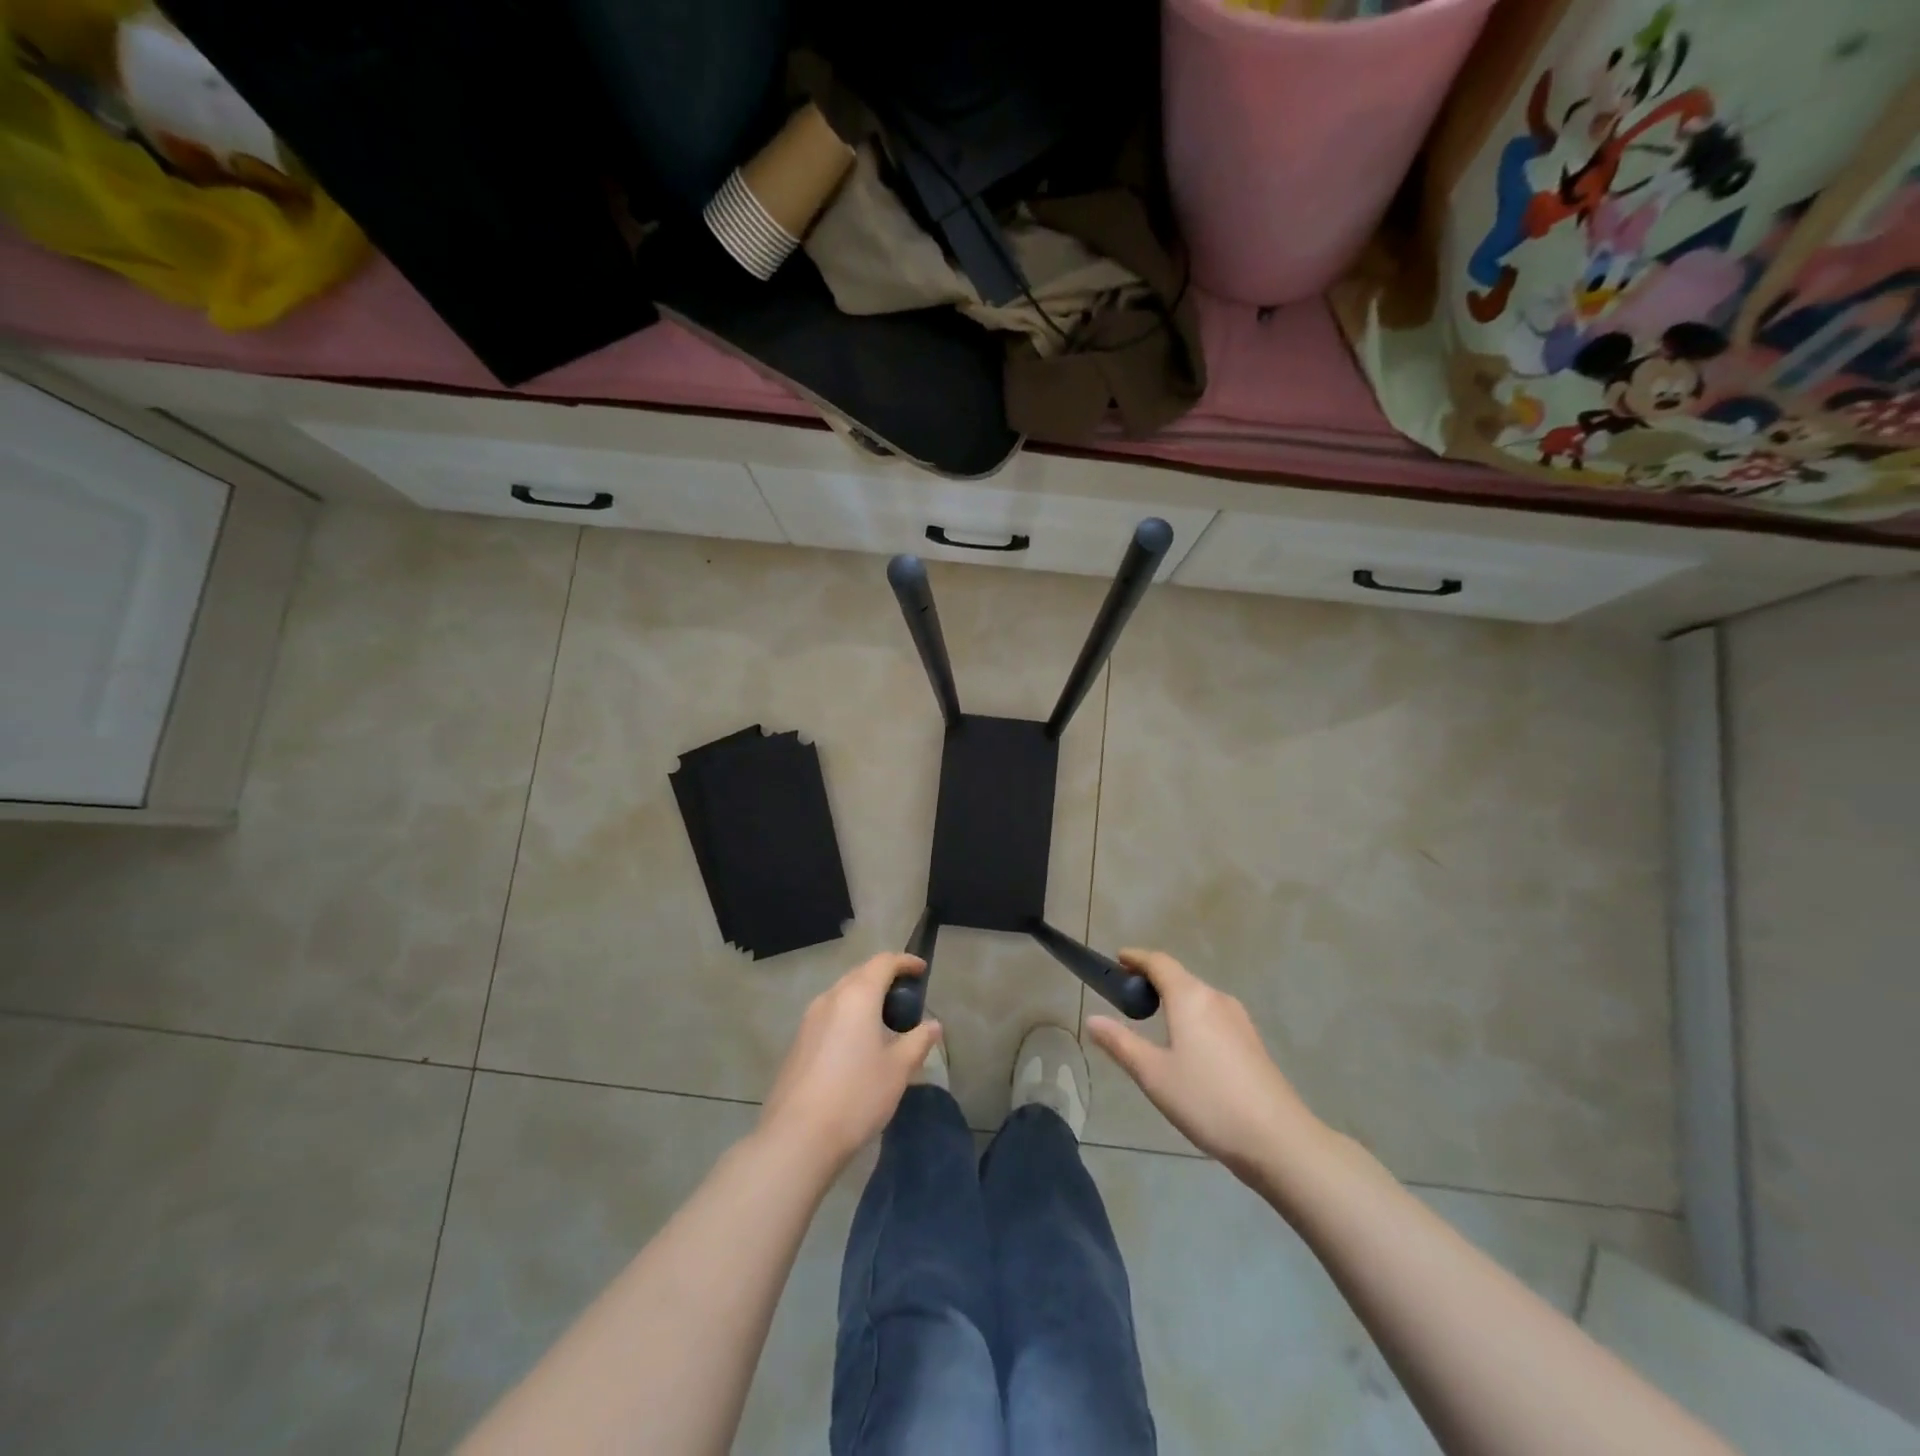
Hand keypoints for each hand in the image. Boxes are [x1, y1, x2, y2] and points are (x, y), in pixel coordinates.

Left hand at [759, 953, 941, 1169]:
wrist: (798, 1136)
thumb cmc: (857, 1095)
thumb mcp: (898, 1069)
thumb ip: (918, 1041)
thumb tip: (933, 1025)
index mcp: (857, 996)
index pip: (883, 962)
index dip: (905, 961)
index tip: (921, 970)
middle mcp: (830, 998)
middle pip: (860, 974)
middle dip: (884, 978)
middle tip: (906, 997)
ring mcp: (809, 1019)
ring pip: (842, 995)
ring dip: (864, 998)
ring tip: (884, 1022)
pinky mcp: (798, 1042)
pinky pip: (829, 1015)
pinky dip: (848, 1017)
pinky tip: (858, 1045)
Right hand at [1087, 950, 1326, 1186]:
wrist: (1278, 1139)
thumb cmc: (1207, 1101)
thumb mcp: (1154, 1075)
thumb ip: (1121, 1043)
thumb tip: (1092, 1019)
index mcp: (1190, 997)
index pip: (1159, 962)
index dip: (1136, 958)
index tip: (1117, 959)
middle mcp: (1216, 998)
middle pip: (1180, 977)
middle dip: (1153, 979)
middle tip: (1128, 994)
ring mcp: (1239, 1020)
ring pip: (1198, 997)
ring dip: (1174, 999)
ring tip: (1153, 1019)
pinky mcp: (1252, 1042)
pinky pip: (1213, 1015)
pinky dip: (1192, 1016)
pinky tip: (1187, 1045)